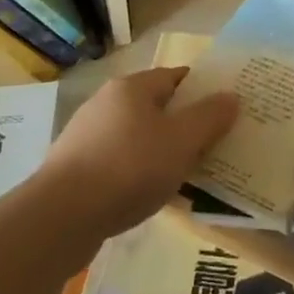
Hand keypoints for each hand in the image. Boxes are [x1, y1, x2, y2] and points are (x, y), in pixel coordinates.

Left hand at [38, 67, 237, 237]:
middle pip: (155, 106)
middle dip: (182, 124)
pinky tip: (149, 195)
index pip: (175, 77)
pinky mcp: (76, 166)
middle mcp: (107, 102)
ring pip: (137, 136)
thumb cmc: (129, 168)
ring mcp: (87, 134)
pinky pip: (119, 162)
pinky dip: (137, 173)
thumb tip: (231, 96)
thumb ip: (209, 117)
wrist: (62, 216)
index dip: (201, 90)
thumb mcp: (181, 142)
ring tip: (185, 175)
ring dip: (160, 151)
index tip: (223, 109)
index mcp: (132, 87)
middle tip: (210, 146)